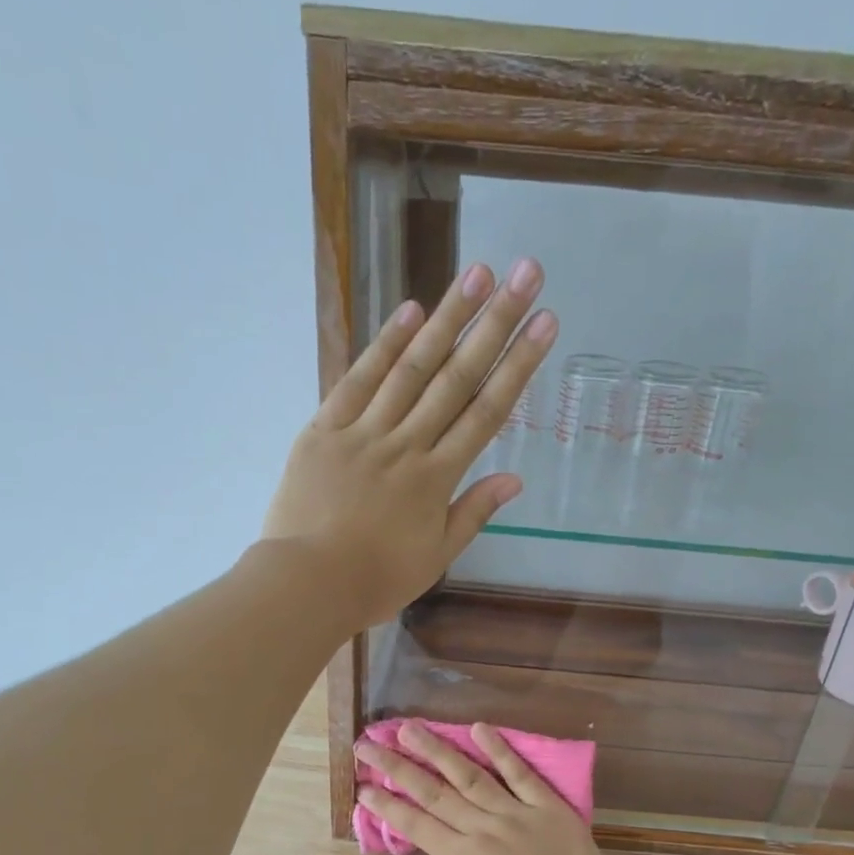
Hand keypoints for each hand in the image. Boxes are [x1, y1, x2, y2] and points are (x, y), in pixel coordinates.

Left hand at [262, 260, 556, 628]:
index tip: (546, 324)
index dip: (519, 365)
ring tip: (479, 272)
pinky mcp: (325, 428)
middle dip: (495, 323)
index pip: (487, 412)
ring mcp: (364, 431)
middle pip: (457, 376)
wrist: (307, 582)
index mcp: (436, 478)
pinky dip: (383, 344)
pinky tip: (411, 310)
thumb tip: (514, 479)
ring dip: (447, 317)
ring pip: (411, 367)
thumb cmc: (376, 579)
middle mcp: (406, 444)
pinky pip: (358, 380)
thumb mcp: (435, 557)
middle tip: (526, 275)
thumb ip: (472, 513)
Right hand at [354, 720, 634, 854]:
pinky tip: (478, 728)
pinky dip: (499, 750)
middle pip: (433, 793)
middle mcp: (484, 827)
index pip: (416, 825)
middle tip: (368, 745)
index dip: (386, 806)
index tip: (362, 787)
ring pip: (469, 774)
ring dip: (437, 750)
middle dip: (397, 768)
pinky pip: (520, 773)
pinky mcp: (548, 805)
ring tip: (409, 728)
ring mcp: (516, 812)